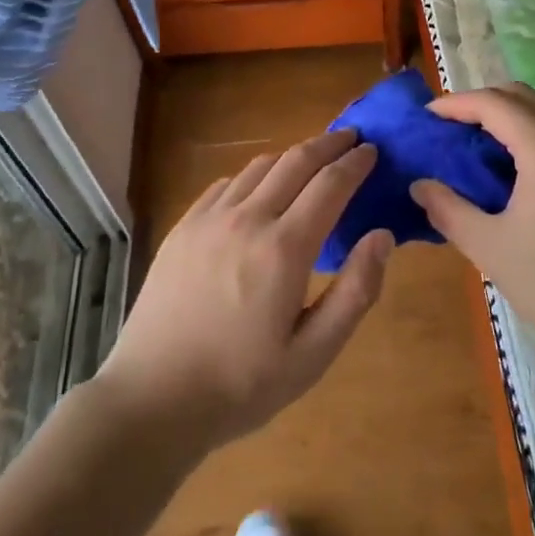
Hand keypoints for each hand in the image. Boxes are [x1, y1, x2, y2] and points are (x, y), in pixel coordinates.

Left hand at [98, 129, 392, 453]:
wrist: (153, 398)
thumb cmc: (241, 384)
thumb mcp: (312, 355)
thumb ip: (354, 292)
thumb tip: (382, 236)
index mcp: (285, 248)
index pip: (330, 184)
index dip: (355, 163)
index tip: (372, 151)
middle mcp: (248, 219)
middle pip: (296, 161)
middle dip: (328, 144)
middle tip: (350, 137)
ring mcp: (210, 219)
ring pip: (259, 167)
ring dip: (291, 156)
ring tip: (310, 158)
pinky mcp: (183, 227)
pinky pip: (225, 184)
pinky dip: (253, 175)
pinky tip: (258, 188)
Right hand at [411, 85, 534, 372]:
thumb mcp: (490, 247)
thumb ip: (448, 209)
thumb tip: (420, 186)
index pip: (494, 103)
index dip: (456, 103)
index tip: (426, 117)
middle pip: (524, 98)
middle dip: (483, 104)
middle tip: (451, 130)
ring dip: (512, 121)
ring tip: (481, 153)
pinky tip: (522, 178)